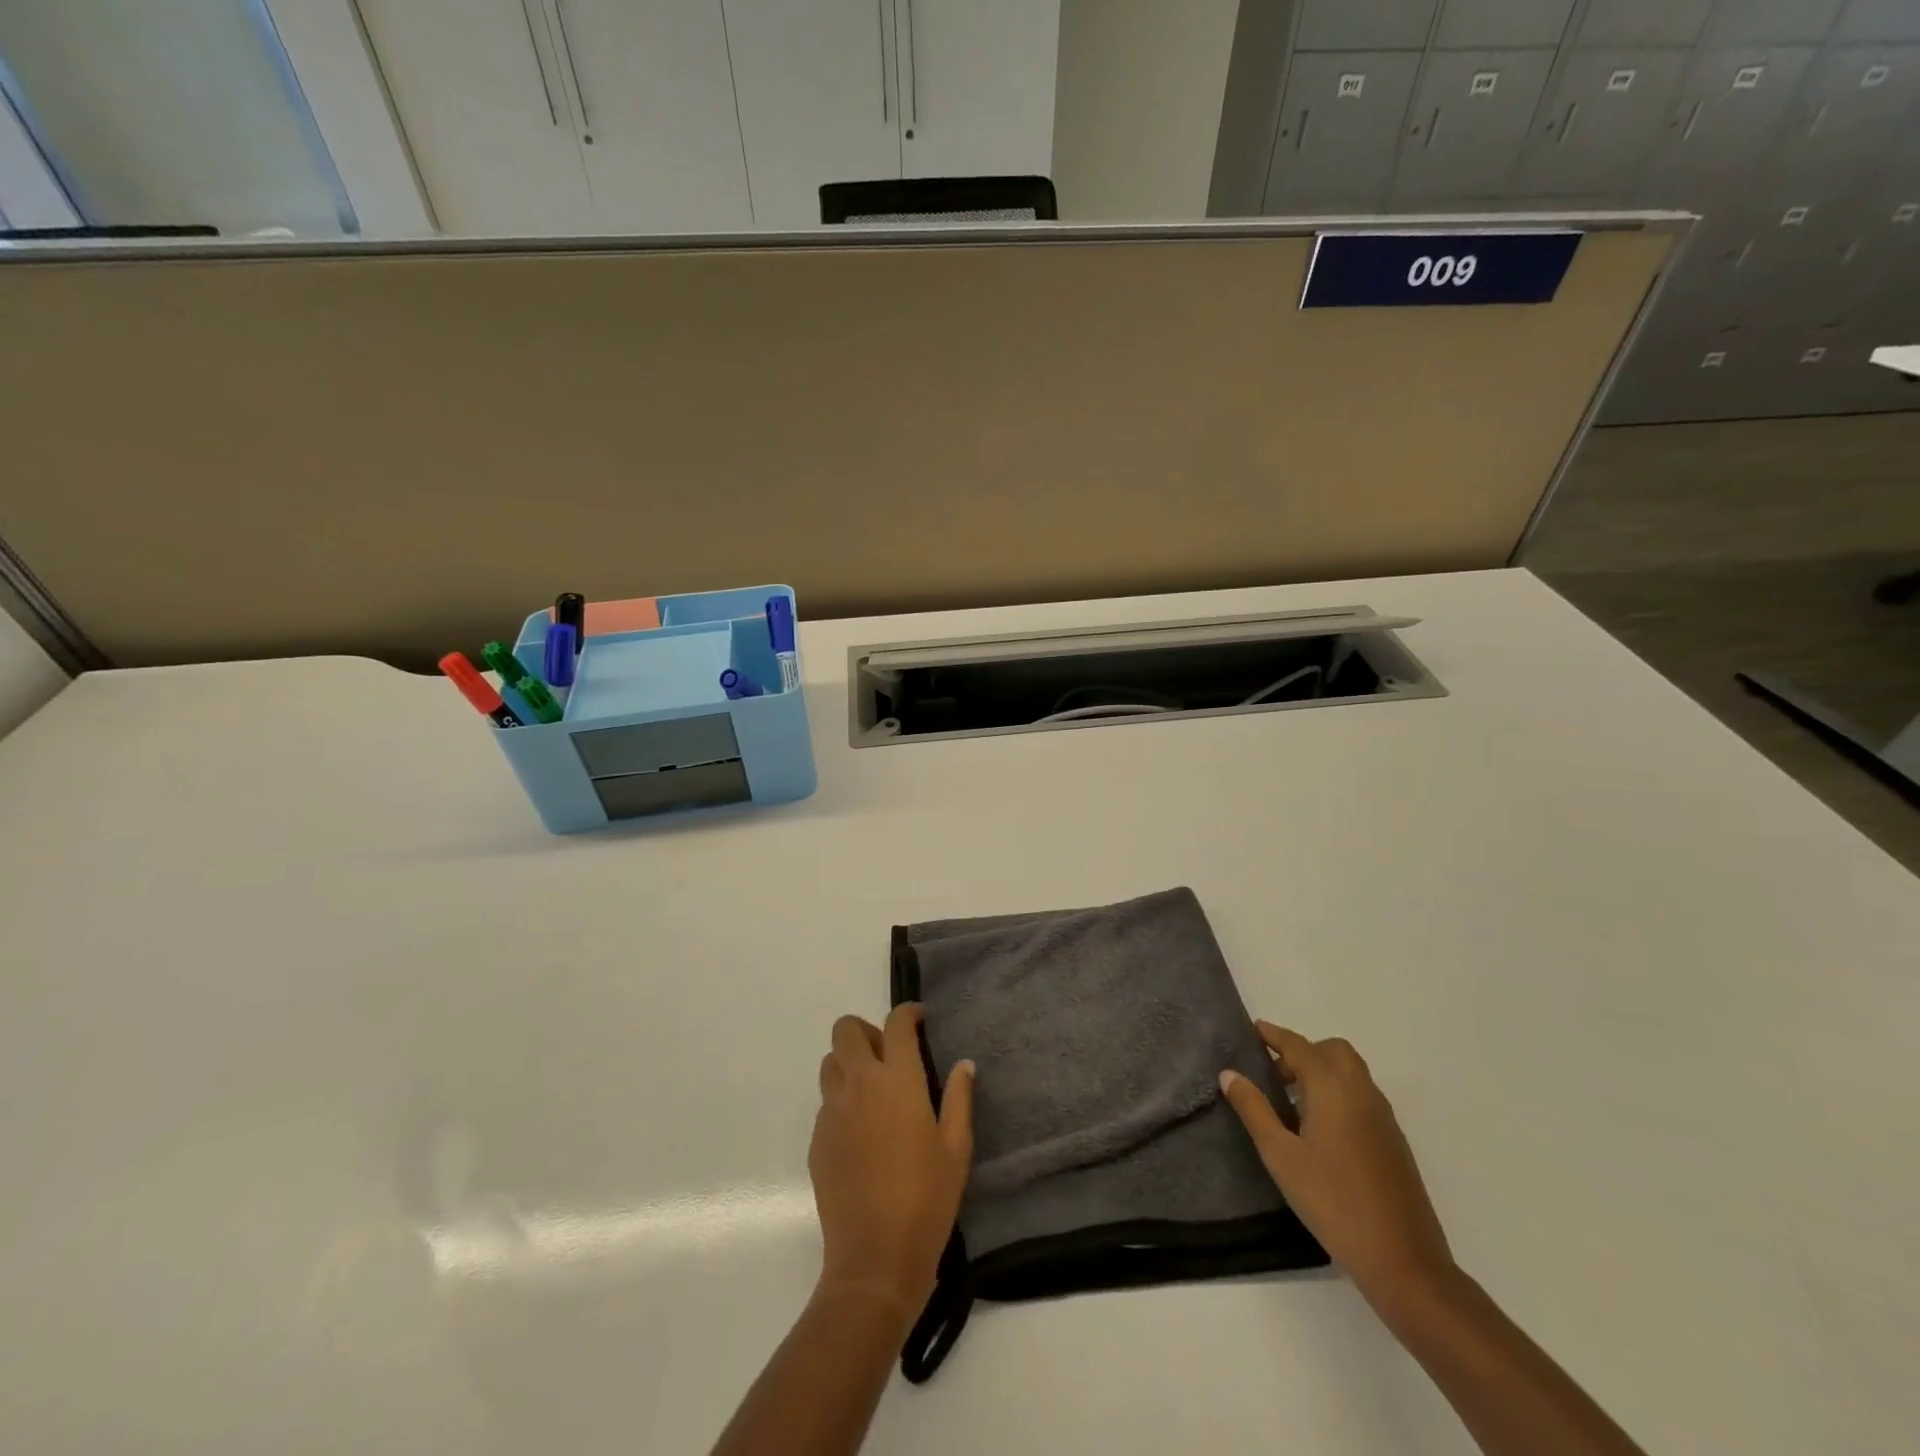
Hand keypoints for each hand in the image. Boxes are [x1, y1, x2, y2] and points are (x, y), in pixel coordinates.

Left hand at [809, 1004, 973, 1322]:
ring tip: (872, 1089)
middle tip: (890, 1055)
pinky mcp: (817, 1139)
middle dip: (867, 1030)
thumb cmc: (926, 1200)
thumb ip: (959, 1099)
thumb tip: (963, 1064)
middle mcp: (859, 1084)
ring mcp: (832, 1111)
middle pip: (846, 1030)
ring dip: (849, 1062)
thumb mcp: (956, 1148)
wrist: (874, 1260)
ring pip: (830, 1062)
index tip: (920, 1021)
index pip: (896, 1023)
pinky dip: (841, 1100)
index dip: (908, 1013)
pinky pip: (825, 1101)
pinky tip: (861, 1131)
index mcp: (898, 1080)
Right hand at [1220, 1022, 1452, 1316]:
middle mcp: (1361, 1092)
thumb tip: (1229, 1074)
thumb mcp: (1280, 1155)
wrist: (1403, 1260)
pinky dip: (1339, 1093)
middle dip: (1303, 1051)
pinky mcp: (1394, 1141)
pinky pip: (1363, 1096)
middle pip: (1333, 1051)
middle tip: (1276, 1074)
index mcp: (1332, 1088)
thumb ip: (1254, 1110)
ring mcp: (1383, 1117)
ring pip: (1352, 1073)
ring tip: (1293, 1101)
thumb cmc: (1332, 1201)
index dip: (1275, 1035)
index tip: (1254, 1029)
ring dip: (1323, 1071)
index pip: (1299, 1046)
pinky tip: (1321, 1129)